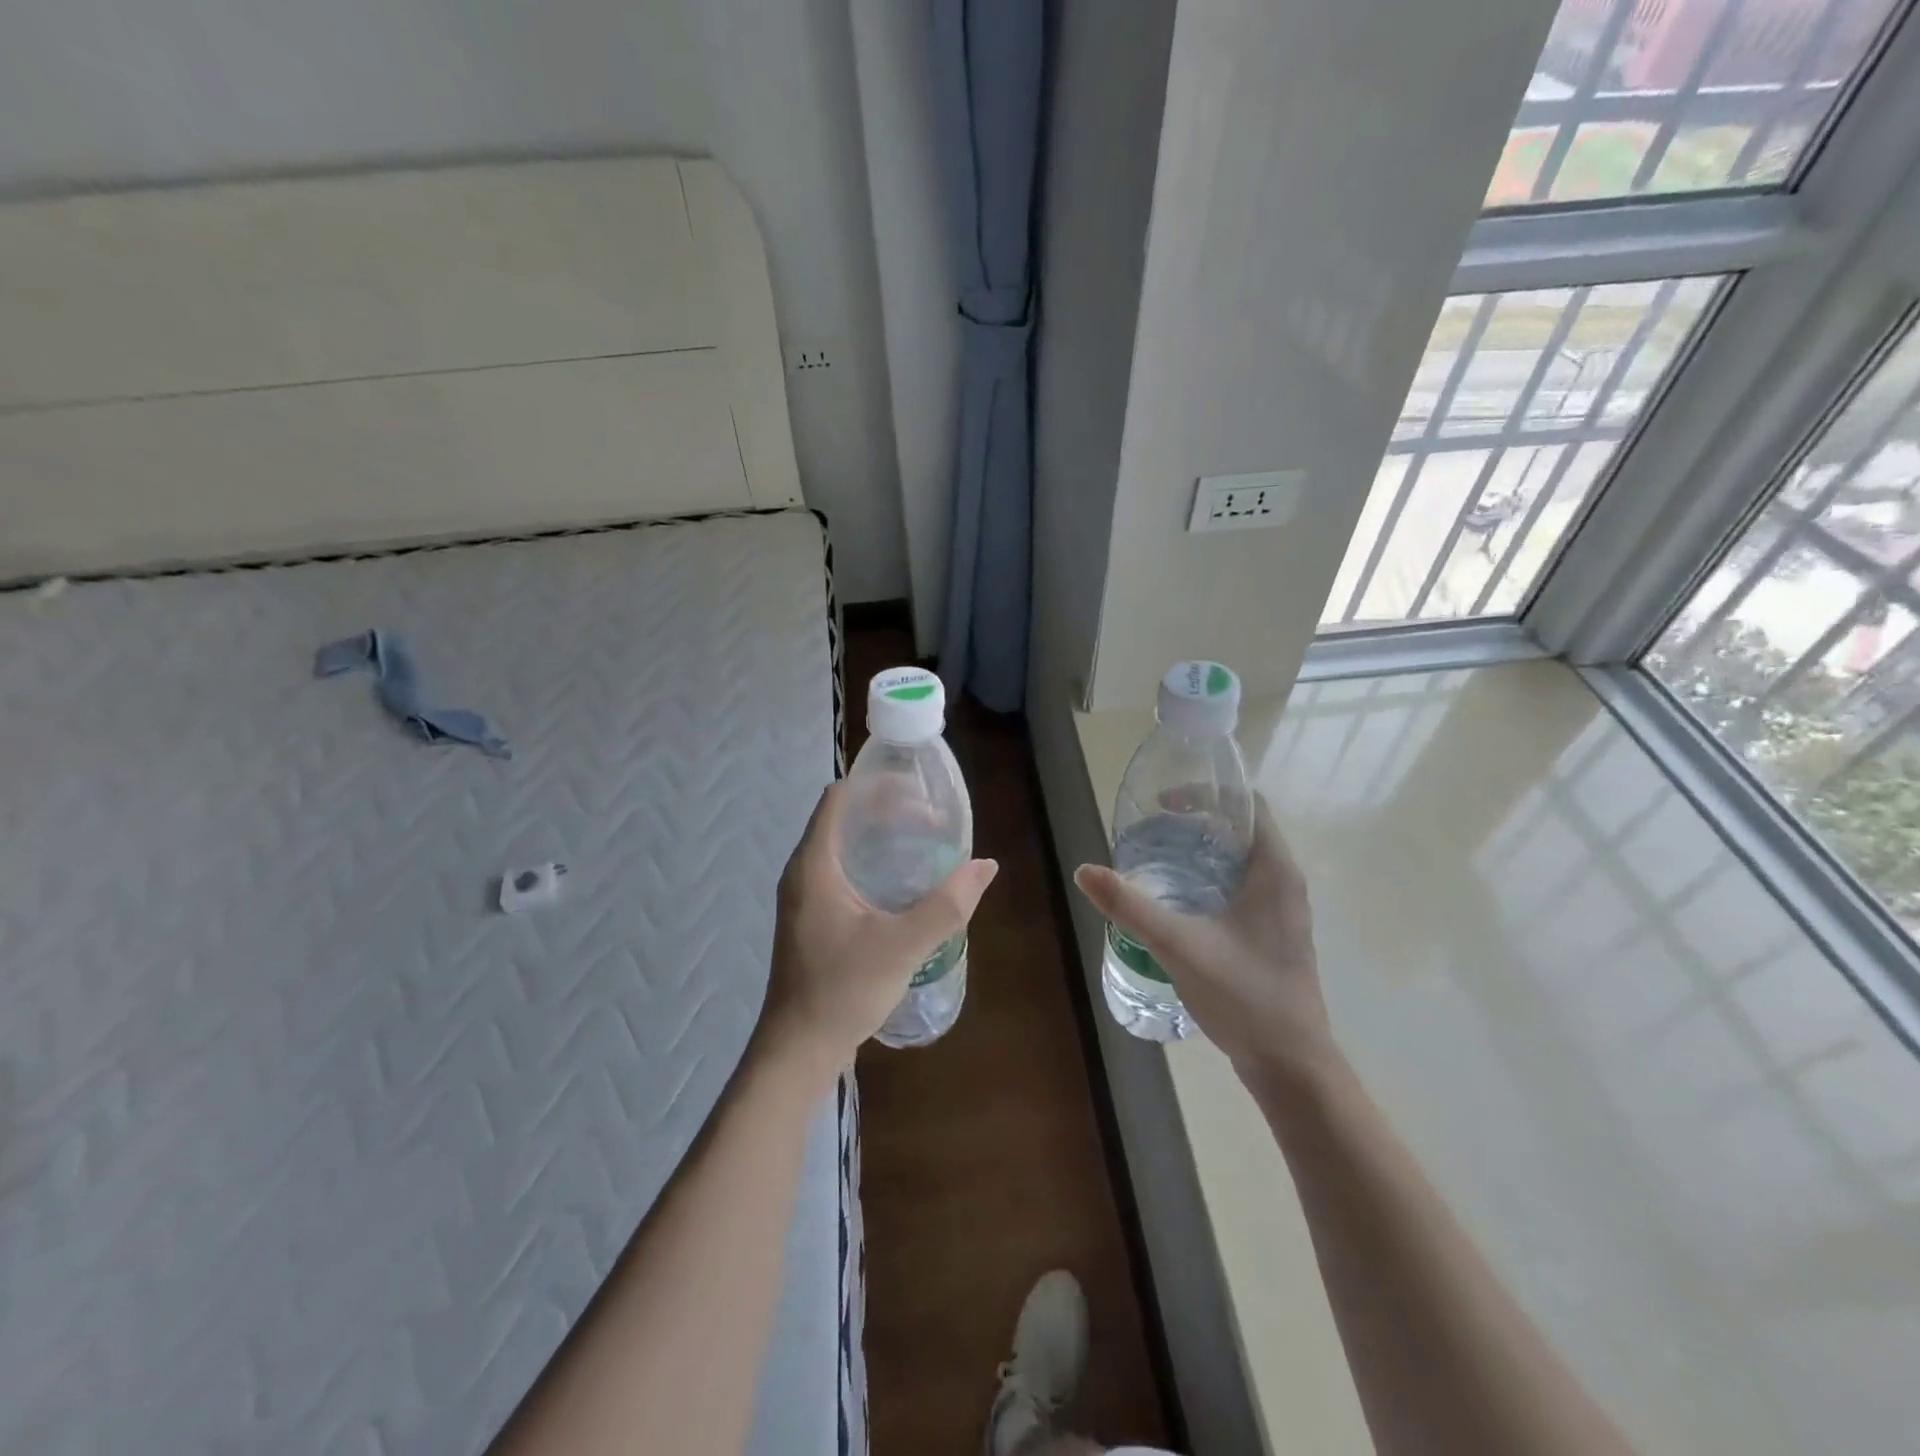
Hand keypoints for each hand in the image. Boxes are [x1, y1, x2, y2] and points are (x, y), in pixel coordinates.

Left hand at [759, 781, 997, 1079]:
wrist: (799, 1049)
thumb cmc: (843, 990)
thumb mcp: (902, 946)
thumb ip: (946, 905)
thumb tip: (985, 866)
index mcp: (814, 864)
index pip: (839, 798)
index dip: (877, 785)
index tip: (918, 791)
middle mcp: (803, 871)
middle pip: (843, 818)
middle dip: (887, 810)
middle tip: (931, 819)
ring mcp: (805, 896)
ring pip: (842, 846)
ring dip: (880, 837)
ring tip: (923, 842)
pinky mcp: (812, 918)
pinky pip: (841, 871)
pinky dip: (871, 862)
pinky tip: (902, 882)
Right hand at [1074, 794, 1331, 1081]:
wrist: (1291, 1065)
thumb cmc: (1244, 995)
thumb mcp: (1179, 946)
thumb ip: (1130, 907)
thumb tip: (1085, 871)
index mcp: (1274, 870)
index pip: (1249, 805)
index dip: (1207, 794)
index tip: (1164, 802)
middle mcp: (1284, 881)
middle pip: (1242, 830)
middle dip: (1196, 822)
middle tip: (1151, 829)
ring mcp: (1282, 910)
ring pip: (1241, 860)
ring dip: (1202, 851)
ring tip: (1157, 858)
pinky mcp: (1273, 933)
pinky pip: (1242, 886)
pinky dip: (1210, 878)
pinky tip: (1178, 900)